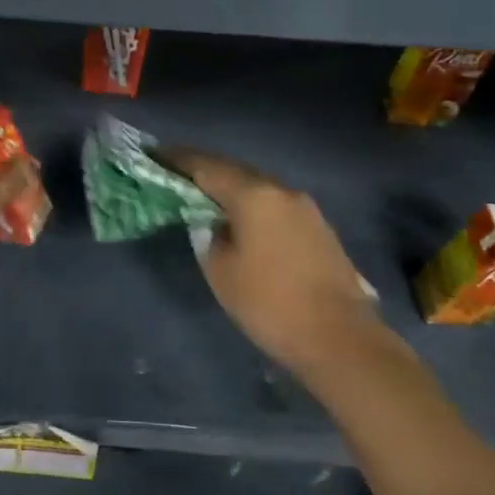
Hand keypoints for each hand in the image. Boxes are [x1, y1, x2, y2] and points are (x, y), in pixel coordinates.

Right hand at [158, 146, 381, 379]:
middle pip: (234, 170)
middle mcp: (281, 190)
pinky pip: (274, 204)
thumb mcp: (220, 270)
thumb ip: (207, 234)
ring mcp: (305, 207)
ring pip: (257, 186)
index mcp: (254, 195)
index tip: (154, 155)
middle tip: (174, 173)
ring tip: (203, 196)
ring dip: (229, 187)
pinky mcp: (318, 227)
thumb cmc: (270, 304)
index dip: (178, 159)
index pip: (206, 166)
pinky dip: (251, 204)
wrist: (340, 339)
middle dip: (203, 169)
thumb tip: (211, 221)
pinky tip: (239, 219)